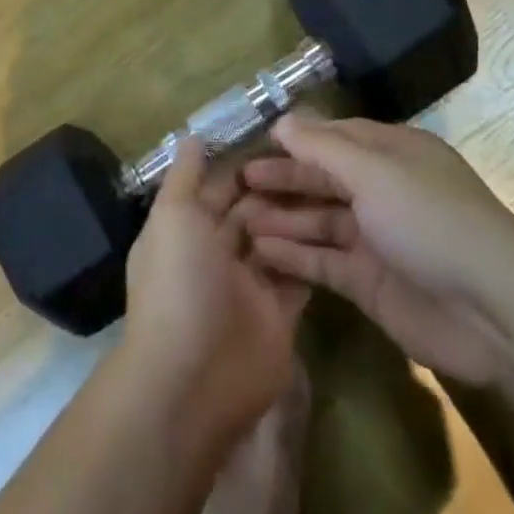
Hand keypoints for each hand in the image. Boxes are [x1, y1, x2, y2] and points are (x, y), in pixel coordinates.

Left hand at [122, 138, 309, 444]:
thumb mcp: (173, 218)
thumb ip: (184, 177)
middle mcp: (214, 254)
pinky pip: (298, 276)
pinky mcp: (278, 314)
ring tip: (335, 184)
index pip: (214, 187)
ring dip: (297, 217)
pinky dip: (312, 253)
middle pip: (249, 212)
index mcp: (185, 229)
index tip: (278, 137)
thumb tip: (189, 136)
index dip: (241, 164)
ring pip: (276, 240)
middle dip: (275, 188)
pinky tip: (340, 225)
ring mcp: (247, 286)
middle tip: (317, 159)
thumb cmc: (178, 284)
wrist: (195, 377)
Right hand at [236, 115, 513, 387]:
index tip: (251, 142)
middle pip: (322, 178)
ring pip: (318, 220)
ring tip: (237, 218)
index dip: (295, 139)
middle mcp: (382, 191)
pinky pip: (322, 260)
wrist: (494, 312)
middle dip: (281, 178)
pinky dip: (293, 254)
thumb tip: (282, 119)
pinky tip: (259, 249)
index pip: (334, 137)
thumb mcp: (375, 172)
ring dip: (281, 217)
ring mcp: (375, 238)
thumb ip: (323, 147)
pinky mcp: (369, 281)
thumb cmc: (431, 221)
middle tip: (235, 182)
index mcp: (392, 154)